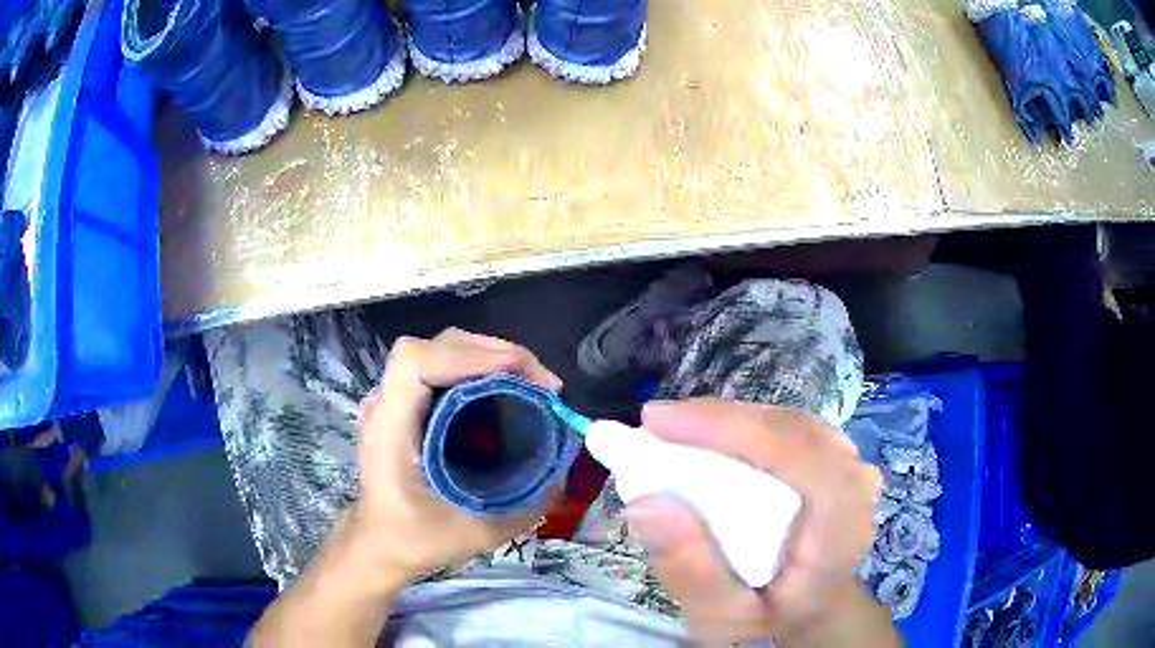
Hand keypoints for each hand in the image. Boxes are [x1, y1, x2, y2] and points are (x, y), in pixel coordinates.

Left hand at [348, 328, 563, 580]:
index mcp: (390, 429)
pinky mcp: (406, 404)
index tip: (517, 373)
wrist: (379, 544)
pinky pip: (442, 366)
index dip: (466, 357)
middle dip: (493, 352)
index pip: (415, 362)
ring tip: (531, 380)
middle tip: (542, 382)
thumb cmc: (414, 540)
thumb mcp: (474, 533)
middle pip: (435, 346)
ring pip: (440, 349)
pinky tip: (505, 387)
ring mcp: (394, 400)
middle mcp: (387, 404)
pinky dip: (479, 366)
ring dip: (489, 355)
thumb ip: (523, 507)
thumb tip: (565, 470)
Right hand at [625, 399, 886, 644]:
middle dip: (718, 421)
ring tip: (674, 431)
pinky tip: (709, 440)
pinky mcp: (834, 457)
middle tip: (655, 425)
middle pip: (788, 430)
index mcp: (840, 527)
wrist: (809, 613)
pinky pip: (787, 428)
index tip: (659, 424)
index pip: (796, 455)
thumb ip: (689, 570)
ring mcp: (849, 465)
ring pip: (786, 422)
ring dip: (728, 422)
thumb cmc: (768, 619)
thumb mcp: (721, 617)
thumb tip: (644, 503)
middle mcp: (855, 484)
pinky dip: (743, 429)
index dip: (728, 429)